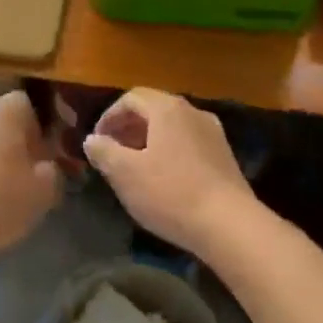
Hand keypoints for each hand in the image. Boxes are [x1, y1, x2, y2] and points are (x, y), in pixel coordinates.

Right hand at [83, 89, 256, 255]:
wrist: (229, 224)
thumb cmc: (171, 193)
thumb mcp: (126, 174)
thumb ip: (104, 151)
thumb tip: (92, 139)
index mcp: (166, 108)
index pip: (131, 98)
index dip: (109, 116)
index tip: (98, 142)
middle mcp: (192, 111)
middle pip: (153, 108)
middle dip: (129, 127)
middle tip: (113, 153)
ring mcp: (212, 132)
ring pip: (172, 126)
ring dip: (149, 140)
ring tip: (136, 167)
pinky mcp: (224, 155)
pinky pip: (189, 142)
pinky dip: (170, 151)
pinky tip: (165, 179)